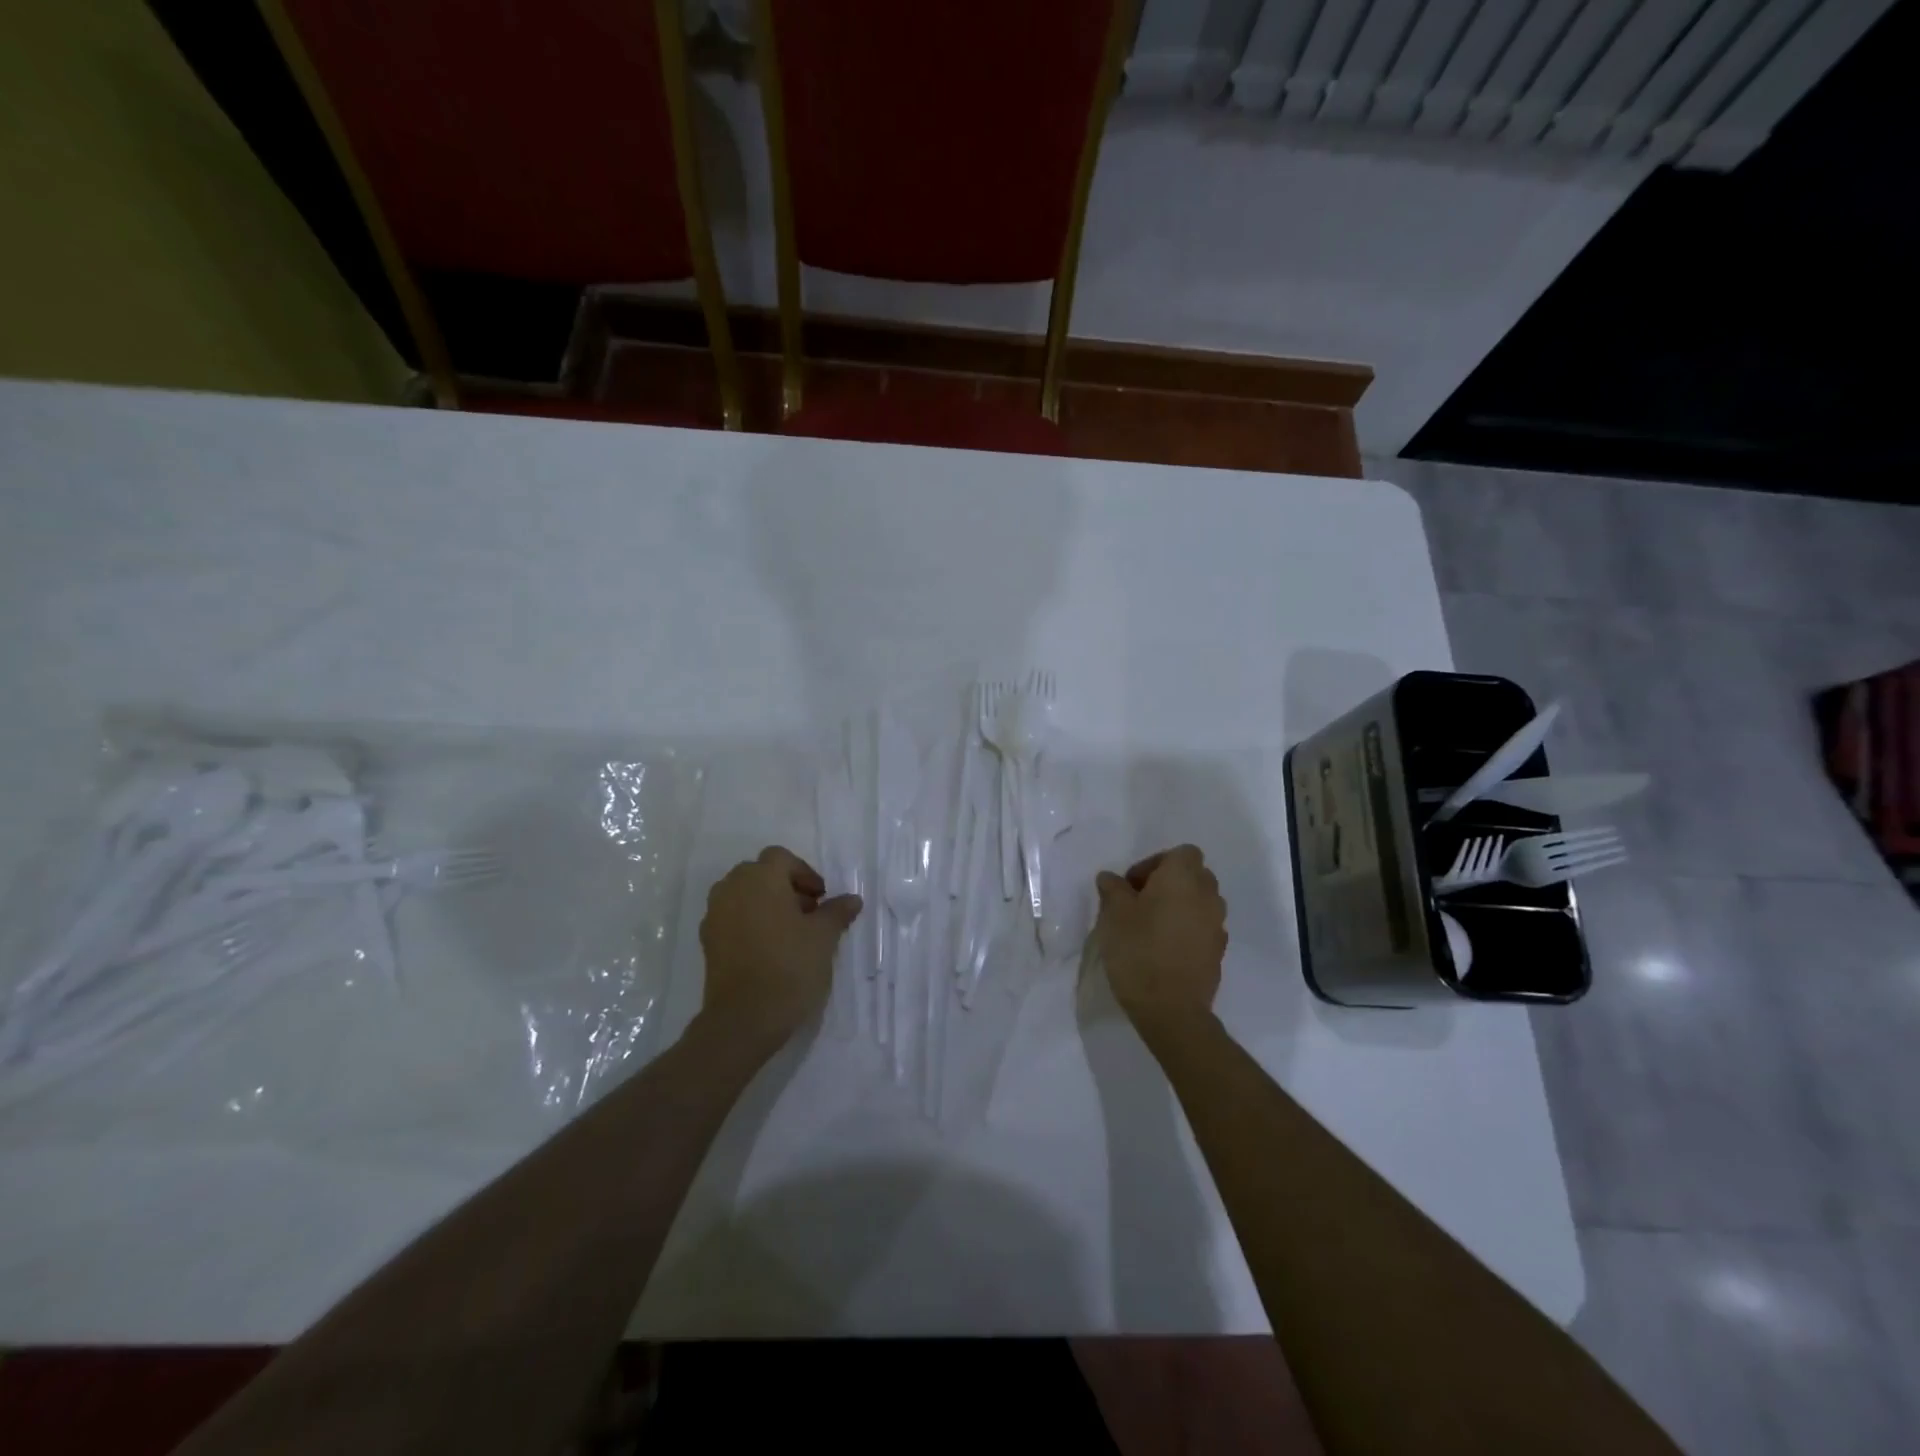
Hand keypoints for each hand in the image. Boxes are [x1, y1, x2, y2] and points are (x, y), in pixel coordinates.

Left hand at [698, 846, 861, 1054]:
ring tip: (789, 932)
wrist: (744, 1019)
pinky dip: (750, 923)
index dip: (804, 873)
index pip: (781, 858)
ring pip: (743, 895)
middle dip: (785, 887)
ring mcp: (715, 915)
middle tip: (807, 913)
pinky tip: (769, 949)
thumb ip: (837, 912)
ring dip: (766, 904)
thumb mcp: (824, 937)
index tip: (820, 898)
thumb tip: (852, 899)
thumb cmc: (790, 967)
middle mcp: (732, 888)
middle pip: (760, 873)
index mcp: (760, 878)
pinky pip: (732, 918)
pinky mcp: (707, 941)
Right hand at [1093, 845, 1227, 1033]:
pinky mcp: (1218, 952)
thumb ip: (1113, 889)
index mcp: (1184, 878)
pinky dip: (1187, 930)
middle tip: (1139, 903)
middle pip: (1193, 875)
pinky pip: (1203, 927)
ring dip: (1179, 906)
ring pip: (1200, 902)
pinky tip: (1164, 948)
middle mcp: (1208, 895)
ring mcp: (1218, 925)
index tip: (1133, 885)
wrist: (1171, 1009)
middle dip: (1168, 883)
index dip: (1156, 863)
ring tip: (1151, 927)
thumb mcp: (1113, 914)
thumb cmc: (1139, 950)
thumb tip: (1111, 878)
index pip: (1182, 853)